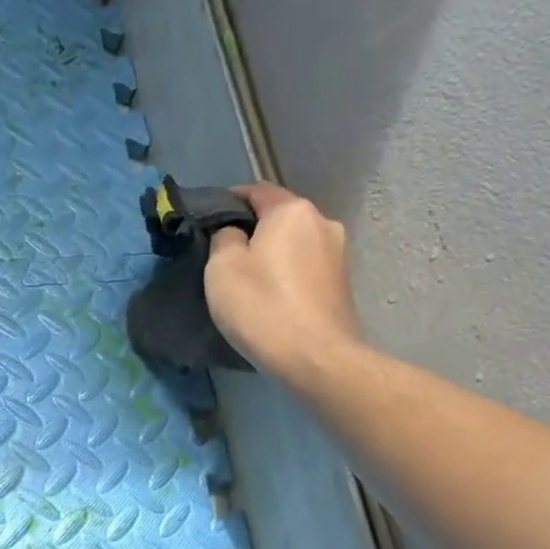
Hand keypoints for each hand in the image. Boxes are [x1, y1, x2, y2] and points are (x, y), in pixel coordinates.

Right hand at [205, 183, 362, 386]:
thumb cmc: (262, 306)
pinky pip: (305, 267)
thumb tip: (234, 232)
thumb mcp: (222, 268)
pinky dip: (287, 274)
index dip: (229, 201)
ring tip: (248, 279)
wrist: (316, 357)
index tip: (207, 221)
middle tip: (224, 255)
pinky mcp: (342, 283)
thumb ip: (224, 238)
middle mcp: (322, 222)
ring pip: (294, 243)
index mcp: (291, 210)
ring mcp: (338, 253)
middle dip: (253, 230)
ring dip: (272, 254)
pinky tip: (272, 296)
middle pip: (279, 217)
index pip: (256, 191)